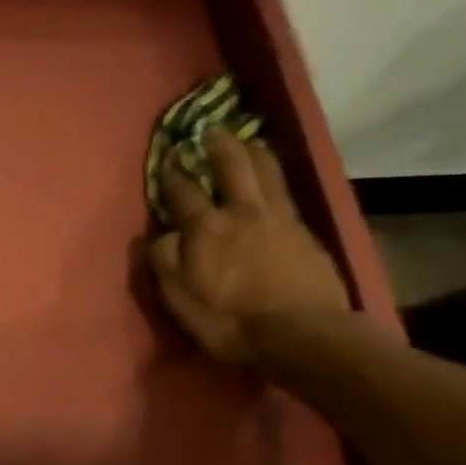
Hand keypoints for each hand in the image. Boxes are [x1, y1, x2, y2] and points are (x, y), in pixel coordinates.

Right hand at [147, 130, 351, 364]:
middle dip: (218, 145)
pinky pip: (287, 194)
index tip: (168, 156)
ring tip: (248, 140)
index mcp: (205, 227)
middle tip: (211, 130)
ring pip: (266, 173)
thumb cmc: (231, 320)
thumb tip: (159, 234)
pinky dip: (277, 178)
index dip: (173, 173)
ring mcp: (279, 219)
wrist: (303, 335)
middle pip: (231, 167)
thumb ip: (164, 260)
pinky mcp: (305, 233)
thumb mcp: (180, 297)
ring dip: (254, 153)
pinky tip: (275, 180)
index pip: (183, 191)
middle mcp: (242, 211)